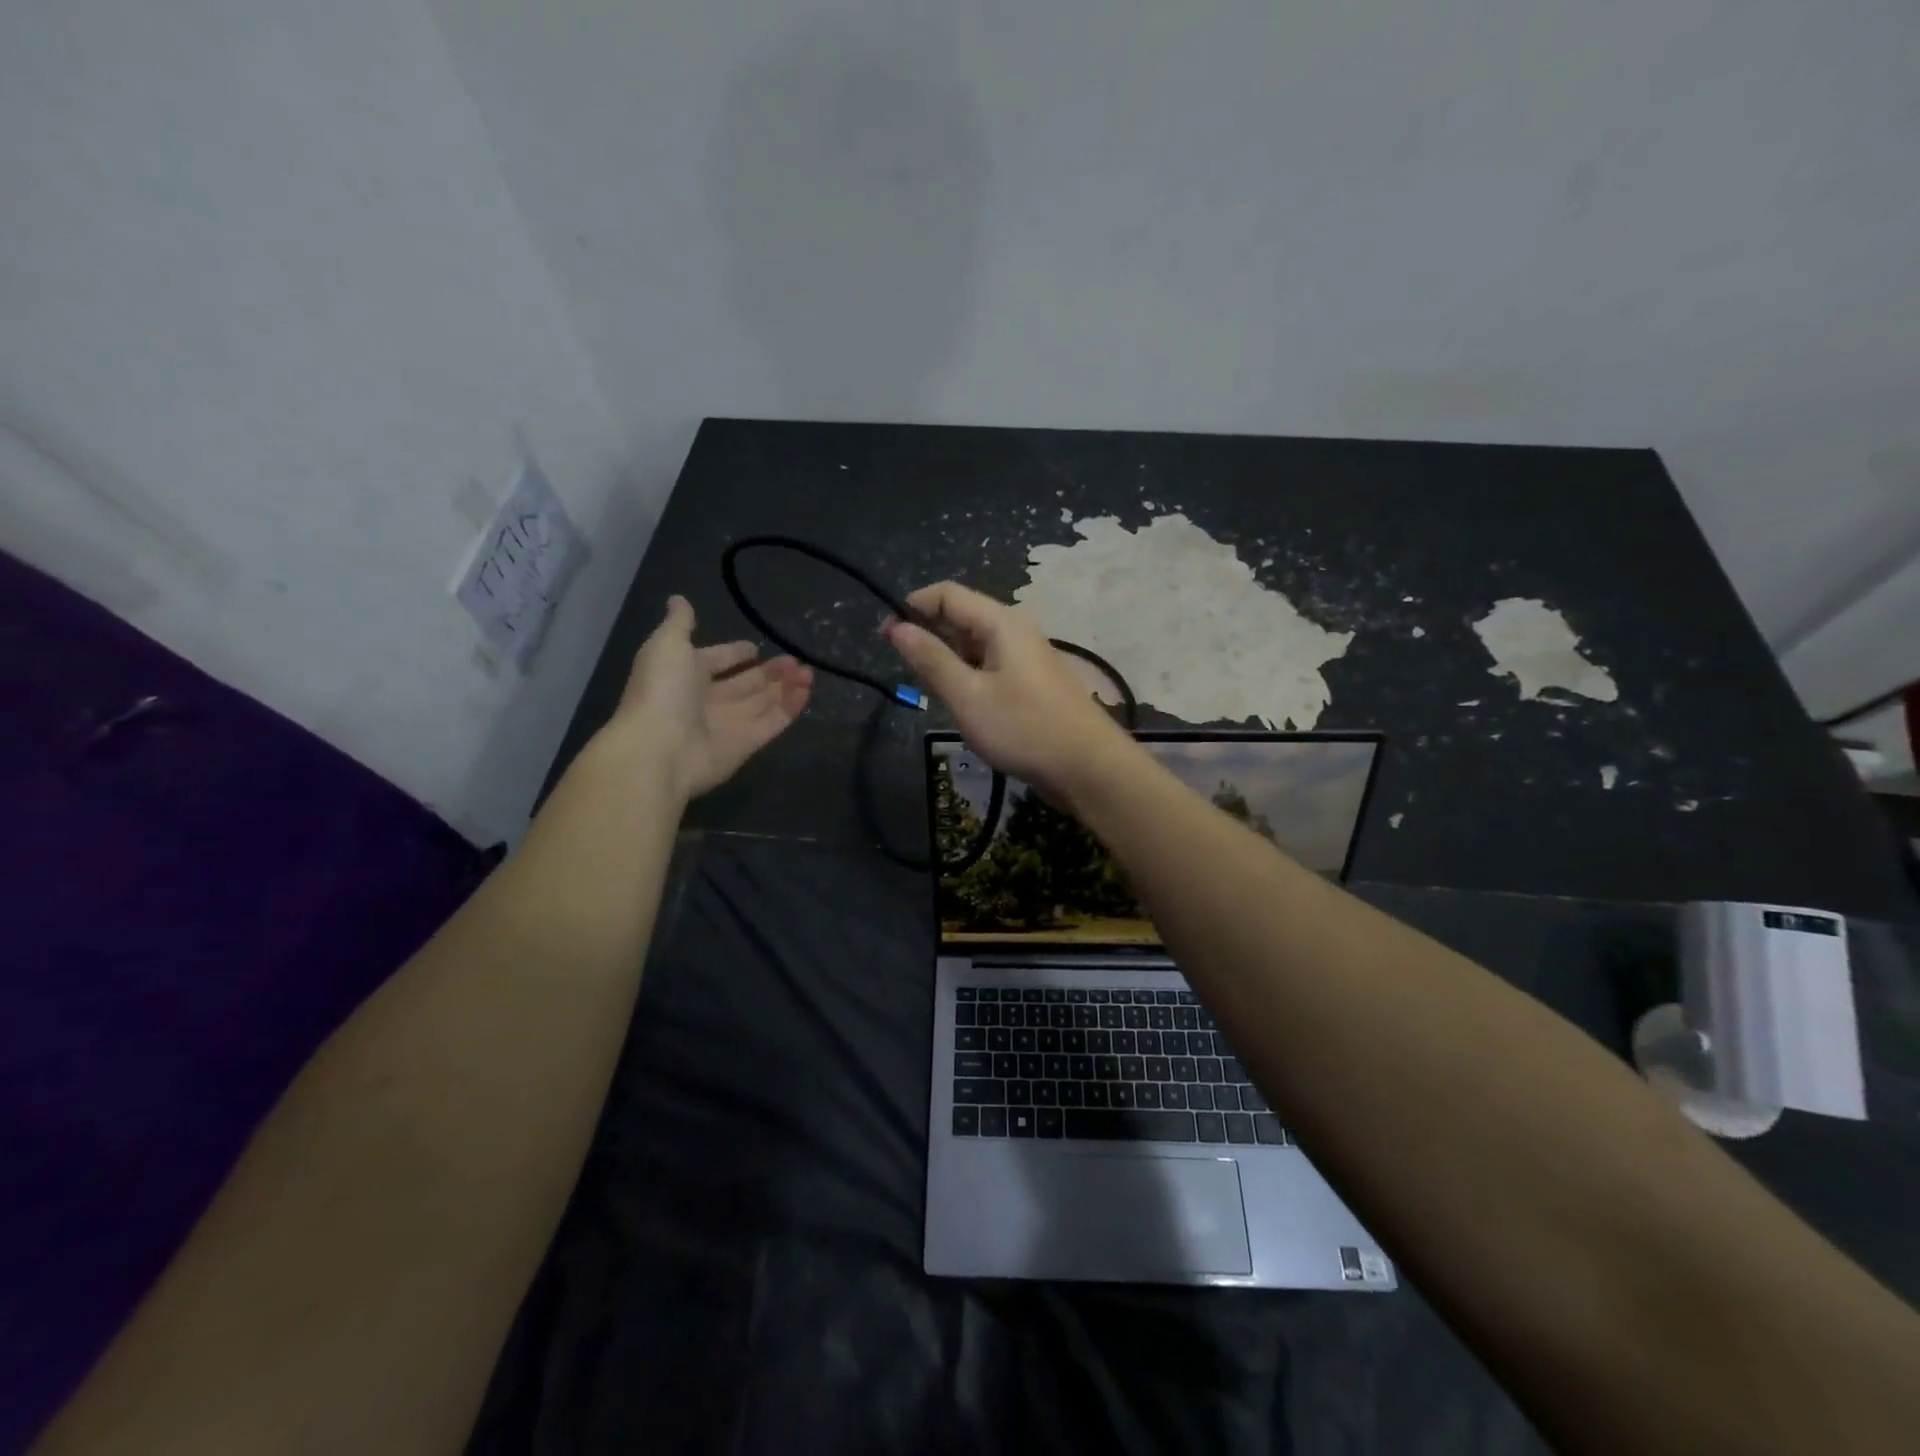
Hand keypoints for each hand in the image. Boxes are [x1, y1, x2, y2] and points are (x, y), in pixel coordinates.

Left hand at [608, 596, 812, 799]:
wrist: (659, 750)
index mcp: (685, 675)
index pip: (715, 661)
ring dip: (785, 687)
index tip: (754, 647)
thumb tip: (678, 598)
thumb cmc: (662, 691)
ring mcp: (727, 725)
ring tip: (808, 672)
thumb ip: (679, 623)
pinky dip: (790, 708)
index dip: (734, 654)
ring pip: (762, 702)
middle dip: (769, 672)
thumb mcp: (666, 645)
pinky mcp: (746, 745)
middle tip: (794, 660)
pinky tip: (806, 691)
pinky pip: (772, 723)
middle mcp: (706, 700)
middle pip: (744, 683)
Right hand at [884, 581, 1131, 802]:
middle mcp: (1014, 629)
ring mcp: (1025, 656)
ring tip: (933, 693)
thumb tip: (896, 627)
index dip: (912, 607)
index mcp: (1000, 622)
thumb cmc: (1023, 728)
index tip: (885, 637)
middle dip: (929, 635)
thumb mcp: (967, 696)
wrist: (1087, 767)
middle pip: (961, 616)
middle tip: (909, 673)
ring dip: (948, 660)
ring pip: (974, 644)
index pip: (947, 594)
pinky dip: (968, 676)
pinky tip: (961, 703)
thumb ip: (931, 660)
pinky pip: (989, 665)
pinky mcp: (1030, 681)